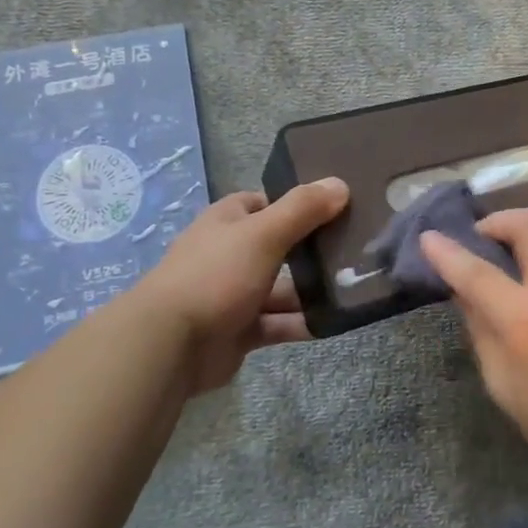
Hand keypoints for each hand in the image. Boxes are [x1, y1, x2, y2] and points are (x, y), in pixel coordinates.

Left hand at [140, 178, 348, 397]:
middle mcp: (230, 254)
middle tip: (357, 250)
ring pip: (282, 288)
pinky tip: (335, 322)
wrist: (170, 344)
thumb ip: (302, 209)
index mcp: (227, 222)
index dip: (296, 204)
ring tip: (355, 289)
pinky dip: (303, 323)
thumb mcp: (264, 234)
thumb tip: (341, 183)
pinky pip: (279, 323)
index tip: (335, 208)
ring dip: (312, 290)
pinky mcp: (240, 330)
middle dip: (312, 250)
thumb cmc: (216, 275)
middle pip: (279, 246)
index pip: (264, 203)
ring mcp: (234, 294)